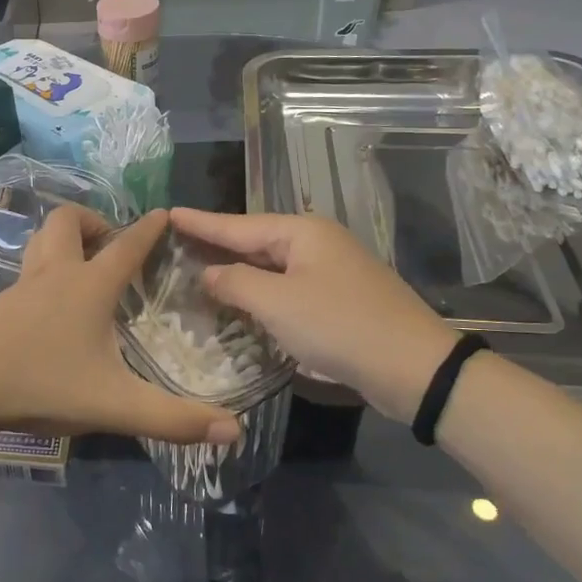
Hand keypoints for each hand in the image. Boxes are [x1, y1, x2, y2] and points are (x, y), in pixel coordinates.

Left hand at [0, 208, 240, 446]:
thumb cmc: (40, 383)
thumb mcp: (113, 405)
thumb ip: (173, 419)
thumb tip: (234, 432)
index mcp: (88, 286)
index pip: (126, 246)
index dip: (148, 229)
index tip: (163, 213)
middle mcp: (53, 275)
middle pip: (67, 222)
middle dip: (92, 221)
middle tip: (110, 245)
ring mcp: (19, 288)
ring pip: (40, 243)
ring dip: (62, 242)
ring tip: (81, 267)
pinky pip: (25, 273)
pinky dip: (43, 272)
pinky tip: (47, 308)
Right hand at [169, 208, 458, 423]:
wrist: (413, 367)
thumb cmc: (339, 326)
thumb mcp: (277, 303)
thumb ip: (235, 283)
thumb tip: (208, 274)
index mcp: (302, 232)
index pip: (238, 224)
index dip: (200, 222)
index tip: (168, 214)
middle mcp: (316, 243)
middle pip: (255, 241)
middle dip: (217, 245)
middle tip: (176, 245)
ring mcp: (330, 271)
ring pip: (271, 266)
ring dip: (237, 272)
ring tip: (198, 271)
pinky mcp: (338, 299)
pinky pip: (286, 288)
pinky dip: (260, 294)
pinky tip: (240, 302)